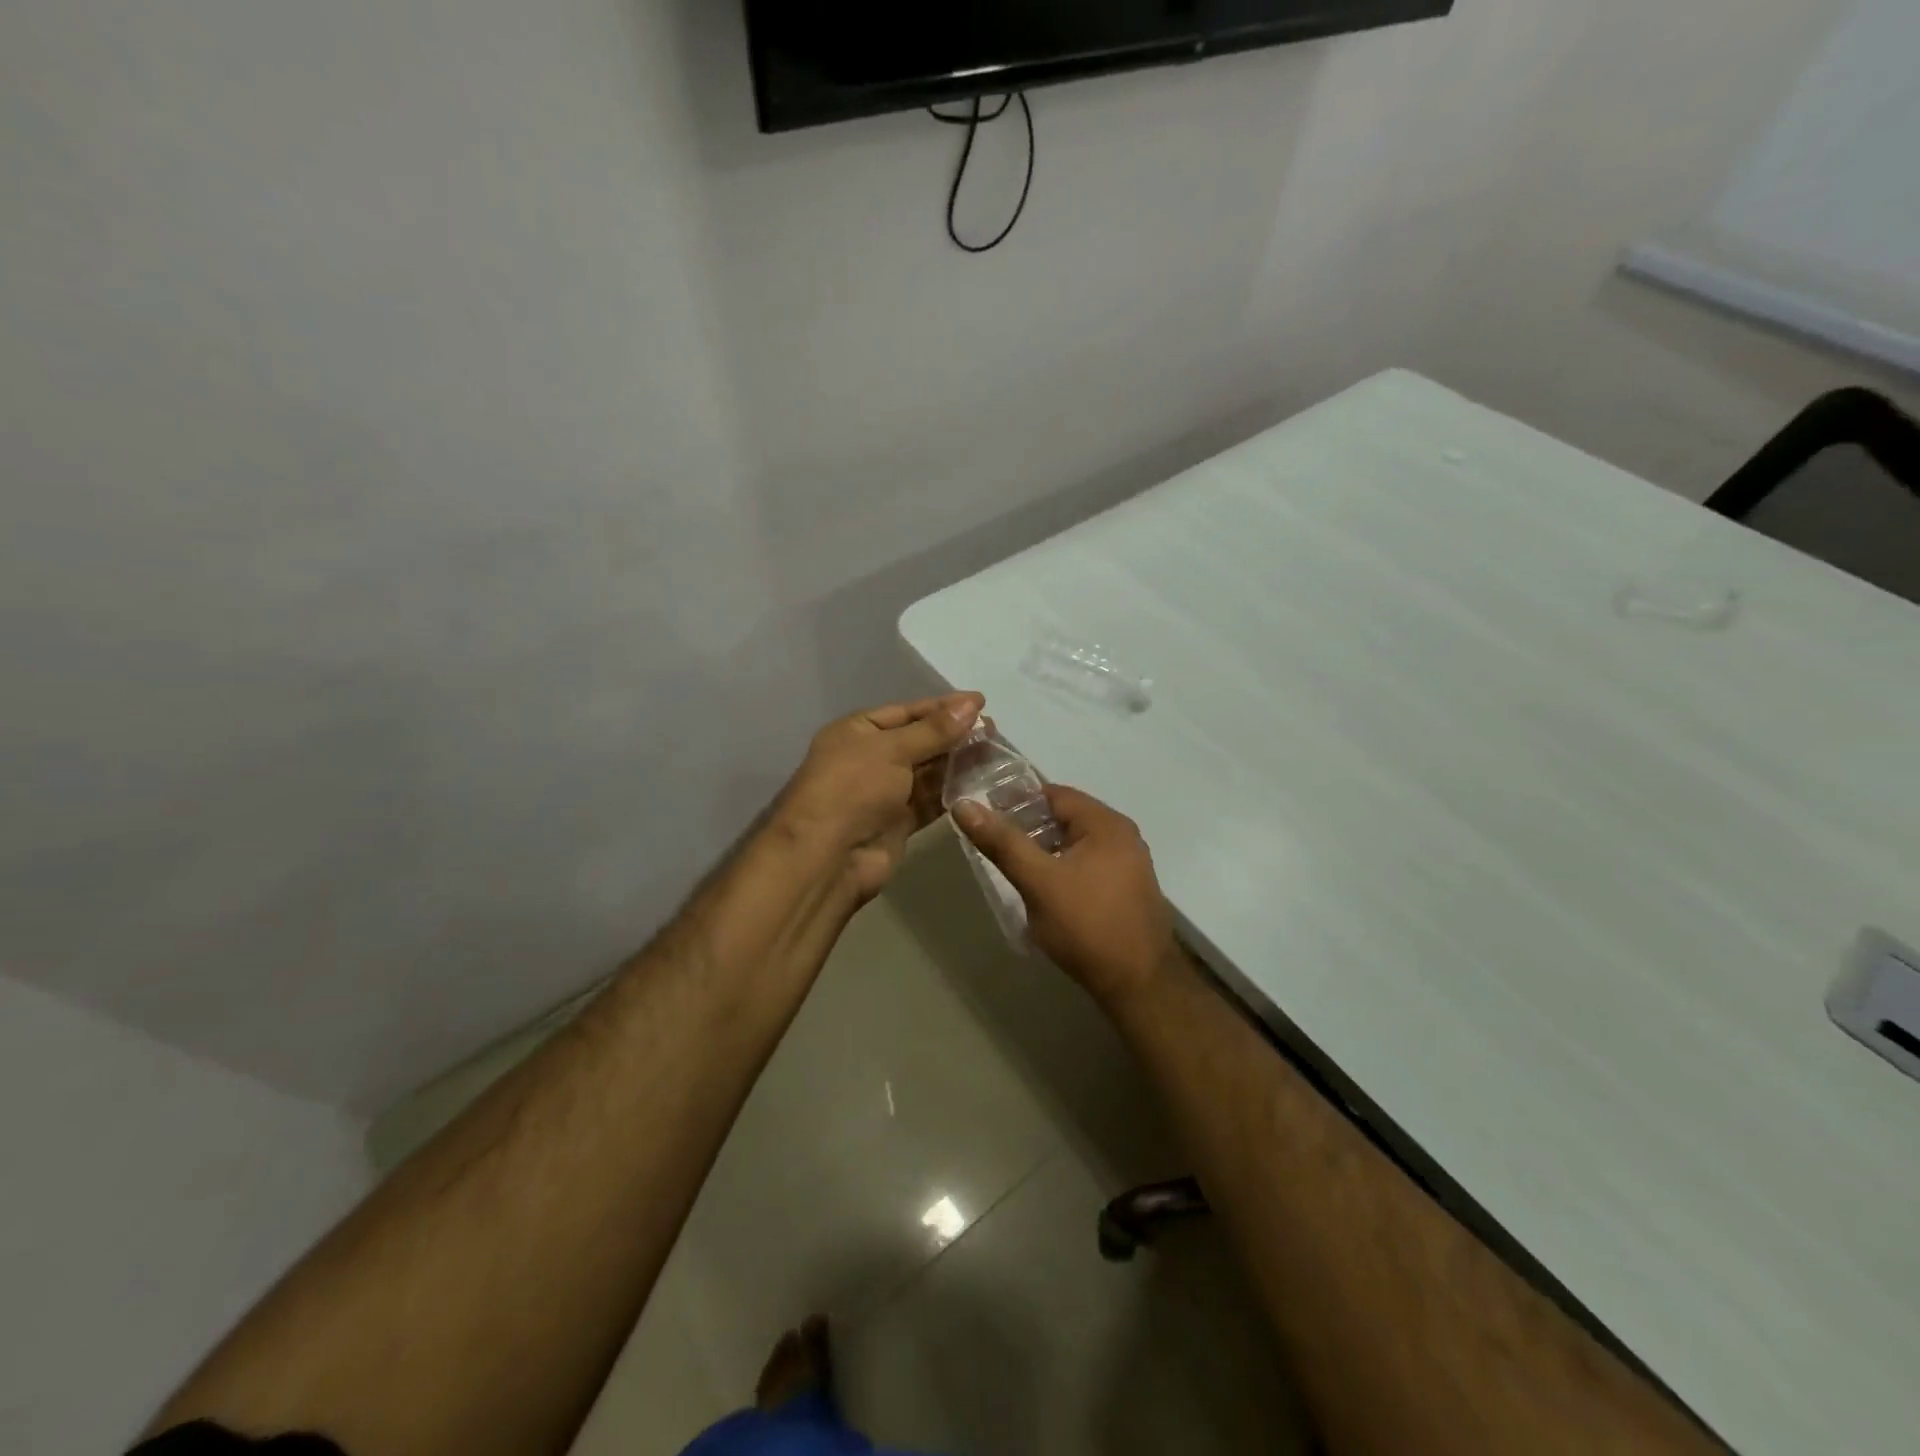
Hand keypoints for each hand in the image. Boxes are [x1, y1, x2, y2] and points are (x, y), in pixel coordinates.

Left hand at [775, 692, 984, 900]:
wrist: (828, 856)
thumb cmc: (853, 787)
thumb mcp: (892, 749)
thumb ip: (934, 730)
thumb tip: (971, 705)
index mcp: (858, 731)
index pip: (907, 712)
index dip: (943, 707)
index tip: (981, 703)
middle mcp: (870, 758)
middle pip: (920, 741)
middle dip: (954, 736)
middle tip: (994, 732)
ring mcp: (884, 793)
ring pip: (928, 772)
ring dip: (958, 764)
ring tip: (996, 755)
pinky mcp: (899, 823)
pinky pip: (930, 801)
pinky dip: (952, 793)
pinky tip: (981, 785)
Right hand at [952, 784, 1177, 1003]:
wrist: (1139, 984)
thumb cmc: (1086, 925)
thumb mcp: (1038, 882)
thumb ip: (1002, 842)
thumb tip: (965, 805)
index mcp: (1106, 824)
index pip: (1055, 794)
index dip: (1017, 799)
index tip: (985, 812)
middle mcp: (1123, 836)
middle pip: (1067, 817)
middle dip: (1029, 825)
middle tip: (994, 840)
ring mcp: (1130, 864)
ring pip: (1077, 843)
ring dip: (1046, 848)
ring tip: (1013, 864)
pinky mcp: (1128, 890)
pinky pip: (1089, 864)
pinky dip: (1063, 866)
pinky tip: (1044, 888)